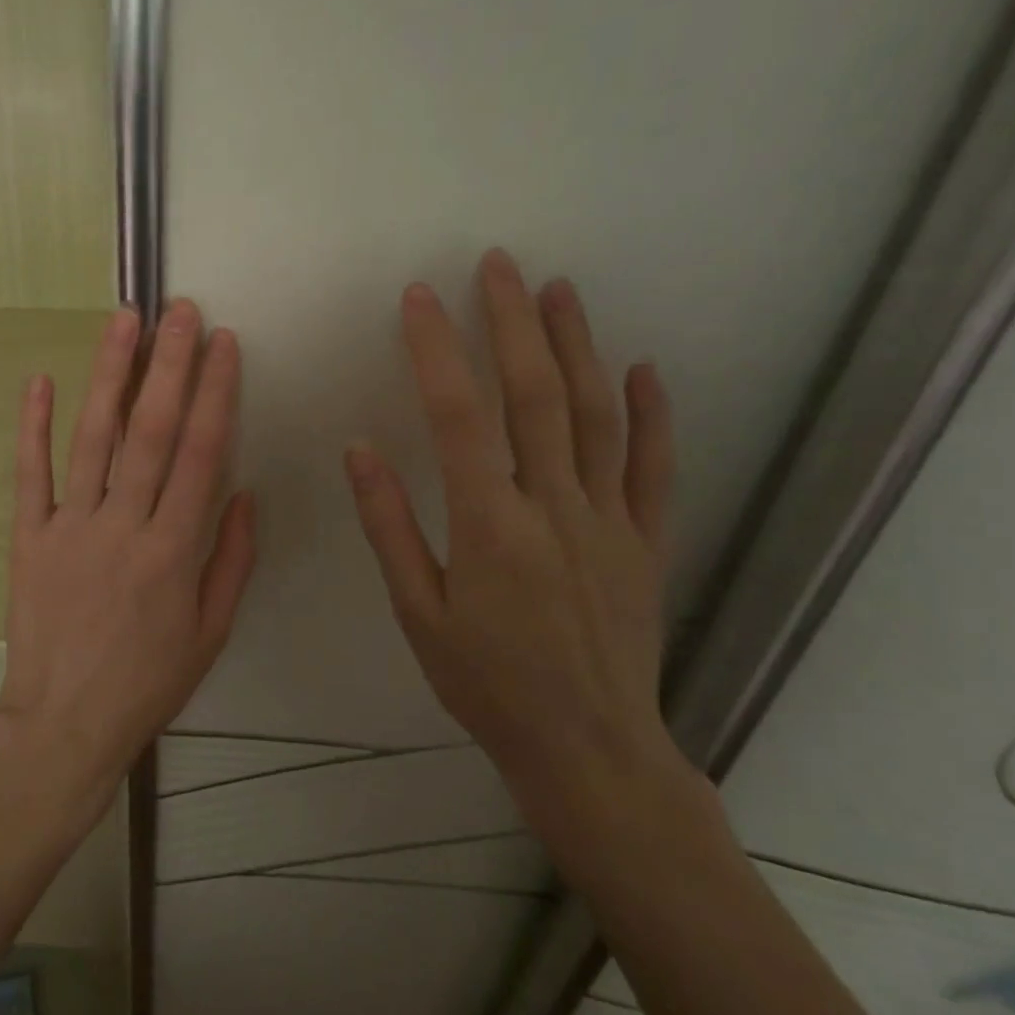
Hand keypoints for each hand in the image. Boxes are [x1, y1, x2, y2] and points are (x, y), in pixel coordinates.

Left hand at [0, 300, 255, 802]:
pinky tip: (38, 379)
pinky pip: (29, 474)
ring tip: (123, 321)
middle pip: (150, 431)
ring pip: (93, 439)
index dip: (215, 393)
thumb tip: (242, 492)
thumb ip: (230, 559)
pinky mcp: (27, 537)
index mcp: (174, 551)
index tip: (224, 343)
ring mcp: (69, 527)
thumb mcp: (211, 632)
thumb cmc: (148, 682)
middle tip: (180, 309)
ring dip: (109, 375)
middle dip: (169, 364)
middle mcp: (123, 526)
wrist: (65, 723)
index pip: (201, 454)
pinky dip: (31, 426)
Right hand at [344, 249, 683, 815]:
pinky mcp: (646, 541)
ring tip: (558, 290)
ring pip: (596, 415)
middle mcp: (554, 508)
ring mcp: (610, 520)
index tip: (419, 298)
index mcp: (489, 526)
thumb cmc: (485, 682)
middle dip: (513, 323)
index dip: (437, 351)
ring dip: (576, 346)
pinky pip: (654, 467)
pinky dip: (652, 413)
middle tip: (497, 265)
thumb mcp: (417, 612)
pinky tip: (642, 368)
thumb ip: (389, 526)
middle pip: (535, 396)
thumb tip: (360, 450)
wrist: (588, 748)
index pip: (458, 416)